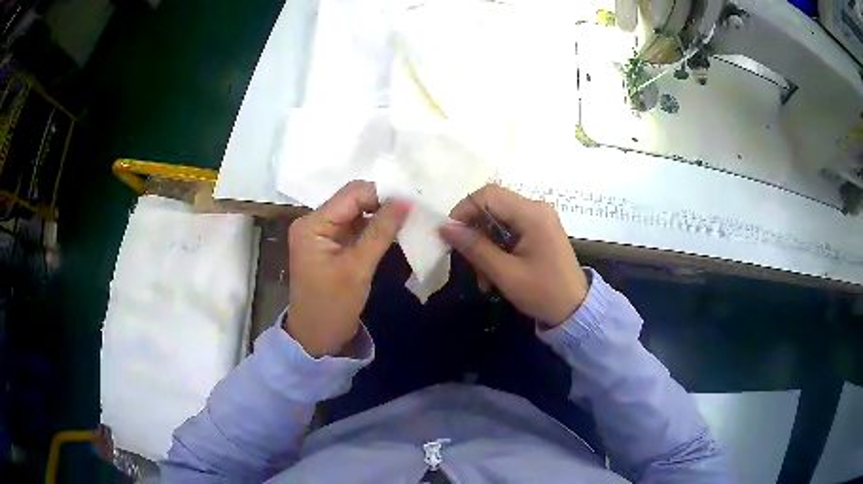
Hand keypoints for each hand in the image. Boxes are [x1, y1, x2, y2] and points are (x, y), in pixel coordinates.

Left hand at [285, 181, 410, 356]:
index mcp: (312, 224)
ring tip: (409, 218)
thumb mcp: (358, 268)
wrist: (316, 338)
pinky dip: (374, 228)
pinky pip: (356, 227)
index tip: (413, 201)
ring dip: (381, 215)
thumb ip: (381, 231)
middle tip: (414, 209)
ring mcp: (322, 233)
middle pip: (353, 200)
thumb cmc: (333, 306)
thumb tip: (406, 200)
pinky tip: (394, 230)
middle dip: (383, 202)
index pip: (352, 194)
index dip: (382, 194)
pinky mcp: (331, 245)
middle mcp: (314, 222)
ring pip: (357, 212)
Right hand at [439, 185, 588, 326]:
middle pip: (492, 207)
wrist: (575, 310)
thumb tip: (445, 228)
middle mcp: (536, 209)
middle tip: (467, 262)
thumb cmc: (543, 292)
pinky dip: (496, 250)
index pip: (488, 195)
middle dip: (475, 234)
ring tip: (483, 280)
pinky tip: (493, 276)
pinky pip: (508, 232)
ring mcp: (538, 220)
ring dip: (484, 247)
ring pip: (497, 222)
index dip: (464, 210)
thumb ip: (475, 247)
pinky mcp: (538, 231)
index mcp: (532, 214)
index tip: (450, 235)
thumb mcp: (505, 273)